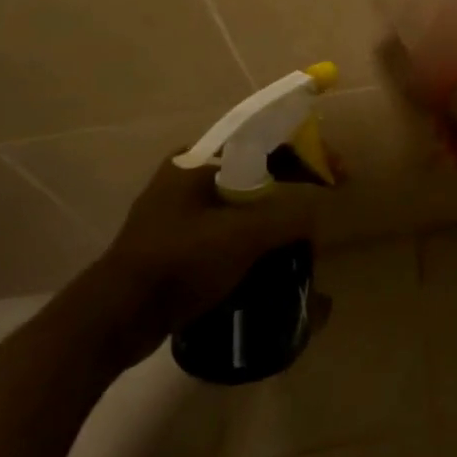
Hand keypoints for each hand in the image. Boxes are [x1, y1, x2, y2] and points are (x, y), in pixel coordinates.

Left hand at [69, 159, 317, 369]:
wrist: (118, 317)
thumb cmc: (180, 262)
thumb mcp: (244, 235)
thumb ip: (289, 217)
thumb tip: (313, 216)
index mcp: (197, 160)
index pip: (265, 139)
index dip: (308, 150)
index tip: (338, 172)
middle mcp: (186, 177)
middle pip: (257, 168)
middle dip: (296, 181)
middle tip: (326, 197)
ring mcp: (179, 212)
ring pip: (244, 200)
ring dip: (277, 211)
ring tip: (304, 231)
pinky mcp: (177, 243)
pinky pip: (230, 227)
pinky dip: (257, 234)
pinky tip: (274, 254)